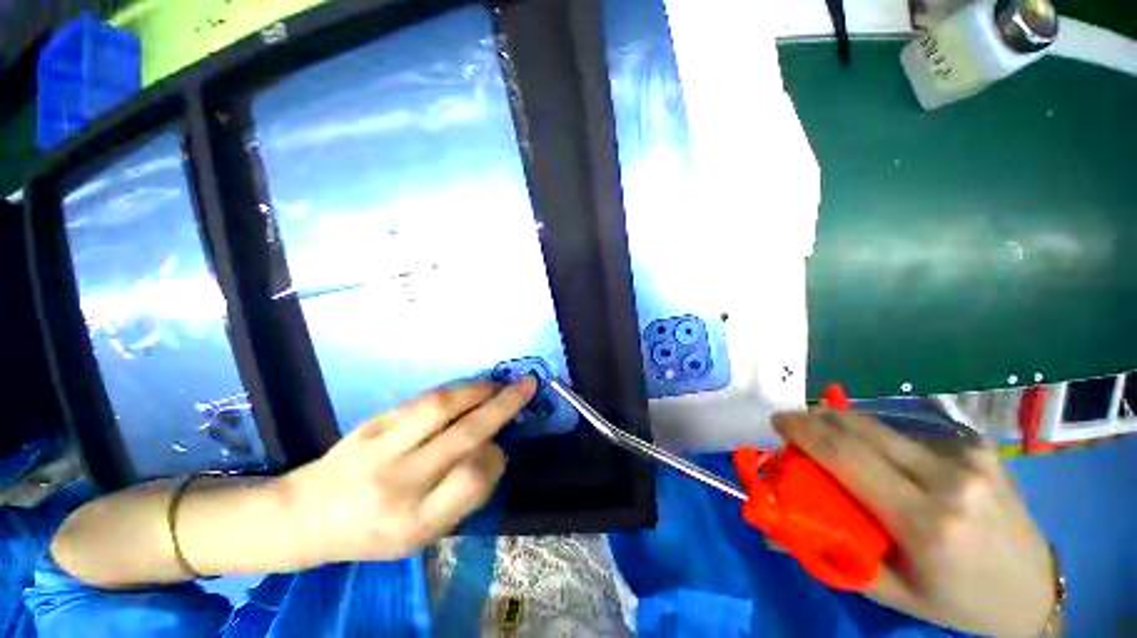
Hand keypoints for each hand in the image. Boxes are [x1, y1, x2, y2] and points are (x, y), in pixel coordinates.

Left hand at [281, 378, 536, 564]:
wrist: (305, 516)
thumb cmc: (372, 534)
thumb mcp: (422, 535)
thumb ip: (461, 494)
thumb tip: (494, 446)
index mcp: (415, 523)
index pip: (473, 478)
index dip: (496, 456)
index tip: (500, 448)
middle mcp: (399, 483)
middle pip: (464, 434)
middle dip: (503, 405)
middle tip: (527, 386)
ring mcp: (381, 448)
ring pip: (443, 406)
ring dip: (480, 390)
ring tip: (499, 385)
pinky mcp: (372, 423)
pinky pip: (424, 399)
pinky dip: (456, 390)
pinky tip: (470, 388)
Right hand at [771, 410, 1054, 635]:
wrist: (1033, 591)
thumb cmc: (955, 600)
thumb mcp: (888, 590)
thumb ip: (828, 553)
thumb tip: (772, 528)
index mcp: (926, 521)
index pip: (846, 456)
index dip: (804, 431)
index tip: (777, 421)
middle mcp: (949, 477)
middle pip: (861, 429)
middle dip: (817, 419)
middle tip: (794, 425)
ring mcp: (968, 456)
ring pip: (883, 427)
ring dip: (846, 428)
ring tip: (832, 442)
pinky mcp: (977, 445)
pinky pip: (909, 434)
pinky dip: (880, 439)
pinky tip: (883, 458)